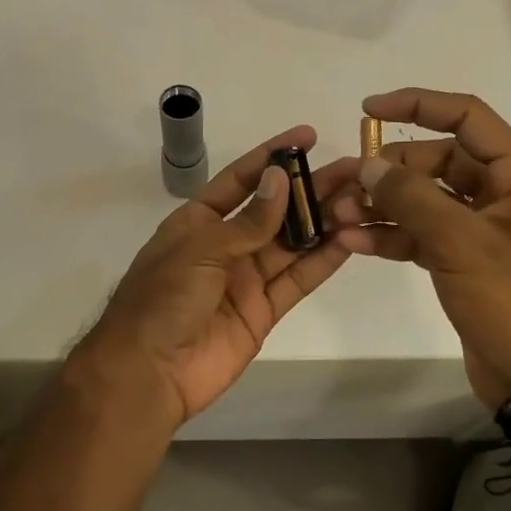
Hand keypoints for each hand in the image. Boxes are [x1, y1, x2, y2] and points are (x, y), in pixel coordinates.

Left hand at [79, 126, 357, 426]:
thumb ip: (247, 221)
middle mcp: (224, 246)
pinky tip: (350, 240)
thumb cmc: (162, 300)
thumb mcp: (200, 250)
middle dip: (310, 189)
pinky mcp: (264, 311)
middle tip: (353, 170)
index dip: (272, 157)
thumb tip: (281, 179)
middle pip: (274, 211)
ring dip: (324, 222)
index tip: (308, 137)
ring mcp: (245, 279)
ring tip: (361, 199)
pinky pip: (297, 280)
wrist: (149, 373)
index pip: (239, 180)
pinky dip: (322, 261)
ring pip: (292, 243)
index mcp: (197, 222)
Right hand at [328, 88, 510, 406]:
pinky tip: (353, 242)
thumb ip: (412, 199)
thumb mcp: (461, 243)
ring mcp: (481, 227)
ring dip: (383, 206)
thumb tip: (370, 166)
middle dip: (389, 172)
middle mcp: (502, 193)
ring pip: (424, 200)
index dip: (417, 105)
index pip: (466, 117)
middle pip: (437, 161)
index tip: (368, 111)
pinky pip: (421, 233)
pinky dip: (391, 236)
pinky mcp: (462, 258)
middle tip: (346, 184)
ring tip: (339, 216)